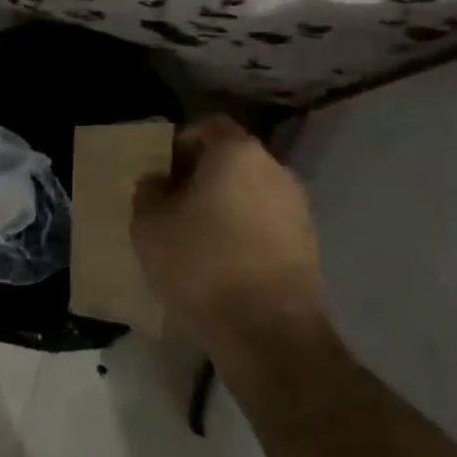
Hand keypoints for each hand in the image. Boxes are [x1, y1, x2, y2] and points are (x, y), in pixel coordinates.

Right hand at [132, 117, 326, 348]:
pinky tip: (224, 265)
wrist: (267, 330)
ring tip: (197, 241)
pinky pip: (266, 225)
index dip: (180, 145)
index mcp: (237, 152)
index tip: (162, 175)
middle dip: (202, 178)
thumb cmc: (201, 263)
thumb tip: (159, 181)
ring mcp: (297, 207)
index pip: (207, 127)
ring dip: (225, 208)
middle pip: (232, 160)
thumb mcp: (150, 226)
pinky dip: (245, 234)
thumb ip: (149, 192)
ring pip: (251, 194)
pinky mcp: (308, 244)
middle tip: (174, 207)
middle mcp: (275, 169)